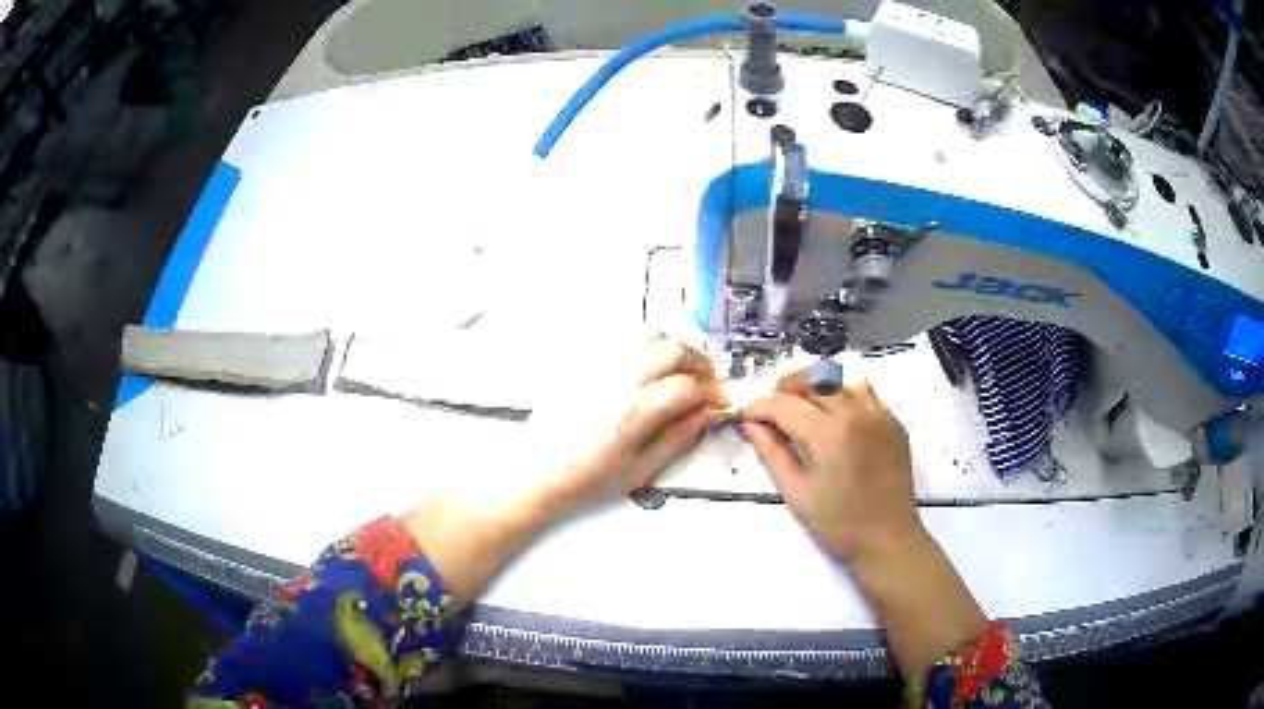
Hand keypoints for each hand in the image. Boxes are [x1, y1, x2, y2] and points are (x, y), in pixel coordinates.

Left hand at [405, 331, 724, 605]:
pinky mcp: (582, 363)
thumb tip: (705, 416)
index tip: (713, 404)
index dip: (709, 394)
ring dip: (672, 348)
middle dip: (697, 363)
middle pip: (672, 349)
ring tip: (677, 371)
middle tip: (703, 383)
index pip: (687, 386)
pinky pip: (621, 340)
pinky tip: (645, 370)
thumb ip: (678, 440)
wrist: (534, 473)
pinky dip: (644, 347)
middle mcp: (617, 379)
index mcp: (633, 411)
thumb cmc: (585, 480)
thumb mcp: (639, 471)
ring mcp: (597, 366)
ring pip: (647, 335)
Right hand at [739, 370, 918, 564]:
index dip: (758, 407)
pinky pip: (865, 392)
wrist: (888, 541)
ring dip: (815, 387)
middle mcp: (857, 412)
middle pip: (812, 380)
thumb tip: (750, 425)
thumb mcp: (797, 494)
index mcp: (830, 433)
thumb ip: (771, 453)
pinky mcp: (893, 422)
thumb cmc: (839, 525)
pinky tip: (834, 420)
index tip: (743, 417)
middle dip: (784, 392)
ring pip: (840, 379)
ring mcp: (880, 414)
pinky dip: (843, 395)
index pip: (784, 404)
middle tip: (769, 415)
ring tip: (802, 409)